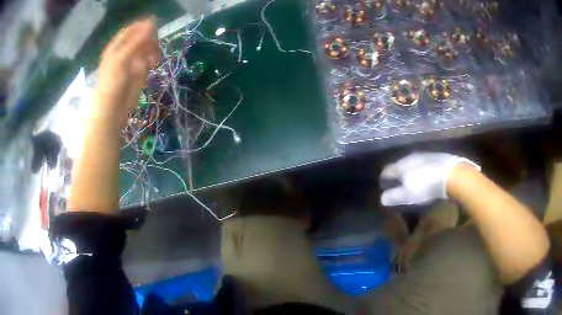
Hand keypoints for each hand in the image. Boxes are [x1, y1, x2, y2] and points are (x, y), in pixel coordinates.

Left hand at [94, 17, 159, 126]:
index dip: (141, 26)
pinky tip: (154, 64)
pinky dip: (153, 59)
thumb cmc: (112, 83)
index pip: (130, 30)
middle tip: (156, 44)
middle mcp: (125, 51)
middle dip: (149, 39)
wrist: (113, 109)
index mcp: (116, 47)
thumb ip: (137, 40)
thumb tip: (152, 22)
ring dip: (153, 49)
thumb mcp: (122, 58)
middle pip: (140, 37)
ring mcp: (132, 60)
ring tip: (155, 58)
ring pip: (147, 47)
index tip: (154, 26)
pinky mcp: (139, 71)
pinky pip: (149, 59)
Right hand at [380, 152, 479, 205]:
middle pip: (399, 165)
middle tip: (396, 184)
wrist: (452, 174)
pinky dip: (420, 169)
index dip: (383, 179)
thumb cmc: (426, 185)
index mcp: (401, 165)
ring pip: (411, 163)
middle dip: (396, 174)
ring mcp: (424, 155)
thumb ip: (393, 196)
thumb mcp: (407, 195)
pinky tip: (425, 175)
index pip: (386, 171)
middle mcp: (410, 157)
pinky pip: (423, 162)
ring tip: (411, 180)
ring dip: (408, 171)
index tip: (383, 186)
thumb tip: (382, 198)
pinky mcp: (435, 156)